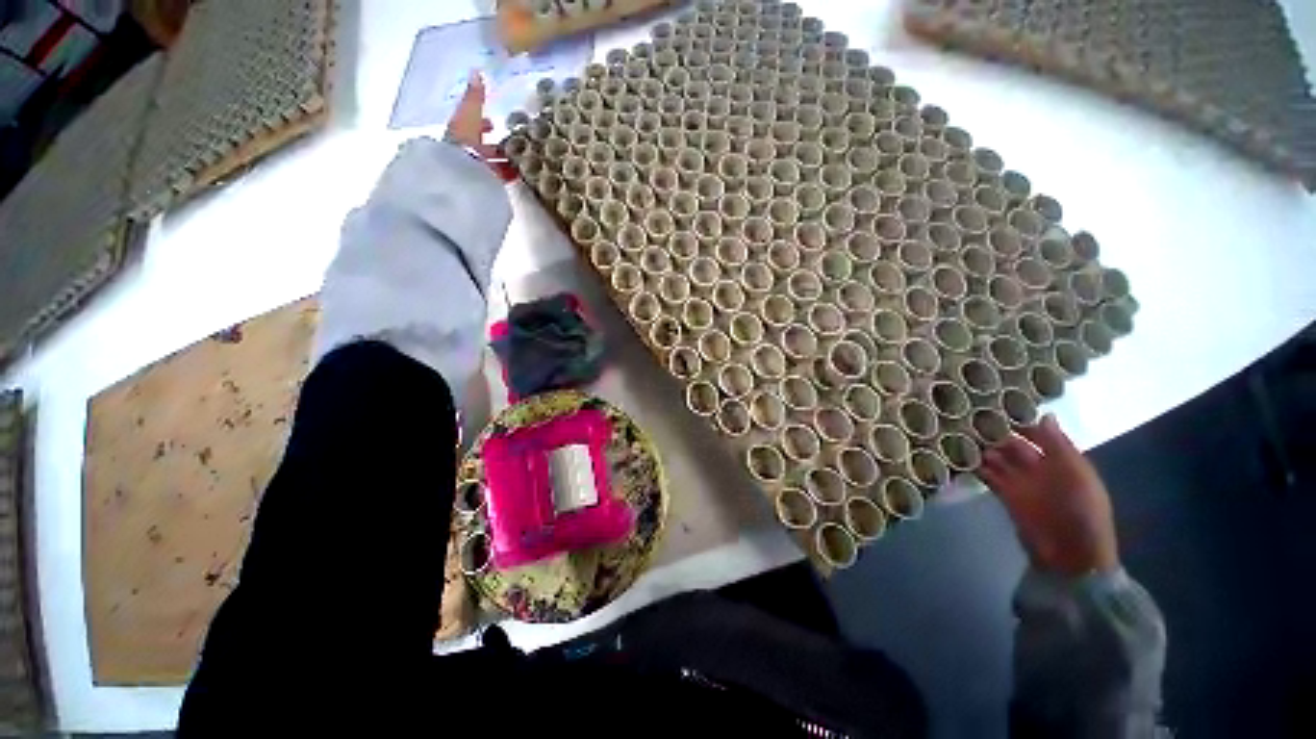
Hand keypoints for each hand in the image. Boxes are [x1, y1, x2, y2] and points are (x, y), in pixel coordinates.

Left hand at [445, 72, 515, 179]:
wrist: (459, 173)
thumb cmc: (464, 141)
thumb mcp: (469, 115)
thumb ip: (474, 97)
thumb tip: (476, 71)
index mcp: (460, 133)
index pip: (471, 127)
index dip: (481, 124)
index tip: (493, 124)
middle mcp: (465, 151)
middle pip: (481, 147)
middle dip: (494, 146)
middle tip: (512, 146)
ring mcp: (474, 170)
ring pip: (490, 164)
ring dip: (503, 162)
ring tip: (521, 163)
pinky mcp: (484, 185)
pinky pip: (497, 179)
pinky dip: (507, 176)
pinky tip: (519, 177)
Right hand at [979, 414, 1118, 576]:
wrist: (1071, 551)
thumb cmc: (1081, 508)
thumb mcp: (1076, 472)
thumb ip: (1058, 445)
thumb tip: (1044, 415)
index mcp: (1063, 462)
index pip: (1040, 437)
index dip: (1024, 424)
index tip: (1001, 410)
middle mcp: (1041, 470)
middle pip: (1017, 448)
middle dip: (999, 436)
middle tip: (974, 422)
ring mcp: (1022, 484)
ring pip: (1001, 461)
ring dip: (986, 451)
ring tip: (964, 437)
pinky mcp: (1007, 497)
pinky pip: (990, 478)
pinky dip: (979, 468)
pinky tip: (964, 458)